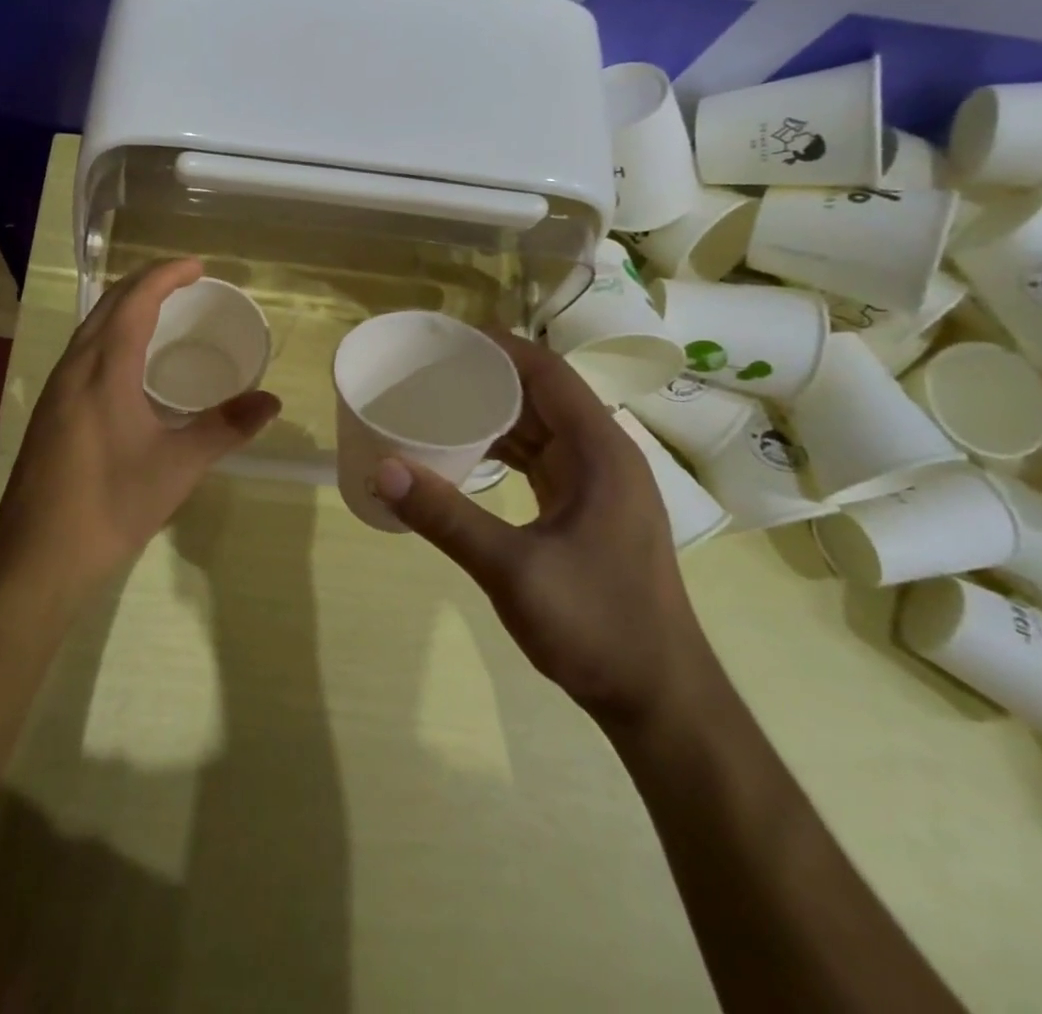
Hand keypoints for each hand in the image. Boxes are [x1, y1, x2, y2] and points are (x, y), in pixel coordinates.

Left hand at [0, 258, 280, 588]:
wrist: (39, 556)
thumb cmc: (112, 504)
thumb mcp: (178, 466)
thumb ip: (226, 428)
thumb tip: (271, 401)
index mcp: (104, 369)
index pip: (135, 301)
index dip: (166, 275)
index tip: (198, 267)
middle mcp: (74, 368)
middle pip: (108, 306)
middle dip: (146, 283)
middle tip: (185, 282)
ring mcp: (56, 390)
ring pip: (91, 328)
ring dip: (125, 308)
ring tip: (161, 312)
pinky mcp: (50, 412)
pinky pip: (83, 352)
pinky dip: (111, 336)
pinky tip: (128, 363)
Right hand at [371, 334, 717, 730]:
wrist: (659, 700)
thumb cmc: (597, 627)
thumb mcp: (513, 570)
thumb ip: (446, 517)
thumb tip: (382, 468)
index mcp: (600, 451)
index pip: (547, 372)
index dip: (498, 347)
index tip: (445, 340)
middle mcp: (603, 456)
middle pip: (542, 394)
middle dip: (487, 376)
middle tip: (428, 370)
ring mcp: (597, 485)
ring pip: (540, 428)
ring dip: (494, 413)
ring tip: (438, 402)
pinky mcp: (587, 511)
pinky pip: (540, 459)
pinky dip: (503, 449)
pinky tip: (465, 454)